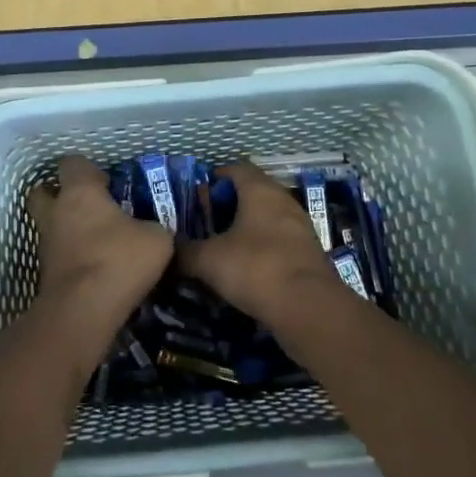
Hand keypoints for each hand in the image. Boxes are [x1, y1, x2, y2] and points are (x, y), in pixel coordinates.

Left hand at [26, 156, 174, 338]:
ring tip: (95, 241)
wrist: (83, 310)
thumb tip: (152, 231)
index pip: (72, 164)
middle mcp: (56, 212)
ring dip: (66, 229)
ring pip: (49, 226)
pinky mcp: (44, 274)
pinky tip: (94, 267)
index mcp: (80, 192)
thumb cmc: (119, 260)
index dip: (87, 169)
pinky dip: (70, 257)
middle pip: (43, 192)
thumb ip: (153, 227)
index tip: (106, 182)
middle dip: (59, 194)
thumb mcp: (157, 239)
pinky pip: (57, 255)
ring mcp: (46, 244)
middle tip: (87, 205)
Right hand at [176, 161, 353, 325]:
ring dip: (246, 228)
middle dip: (228, 205)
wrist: (309, 307)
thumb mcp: (208, 260)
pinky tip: (246, 268)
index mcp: (259, 190)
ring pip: (267, 217)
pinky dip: (262, 248)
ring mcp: (300, 227)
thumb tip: (167, 250)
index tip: (196, 195)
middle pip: (252, 192)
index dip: (214, 178)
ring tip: (222, 247)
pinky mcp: (309, 253)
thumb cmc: (255, 268)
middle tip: (205, 222)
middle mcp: (283, 201)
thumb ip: (185, 252)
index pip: (235, 169)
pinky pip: (279, 241)